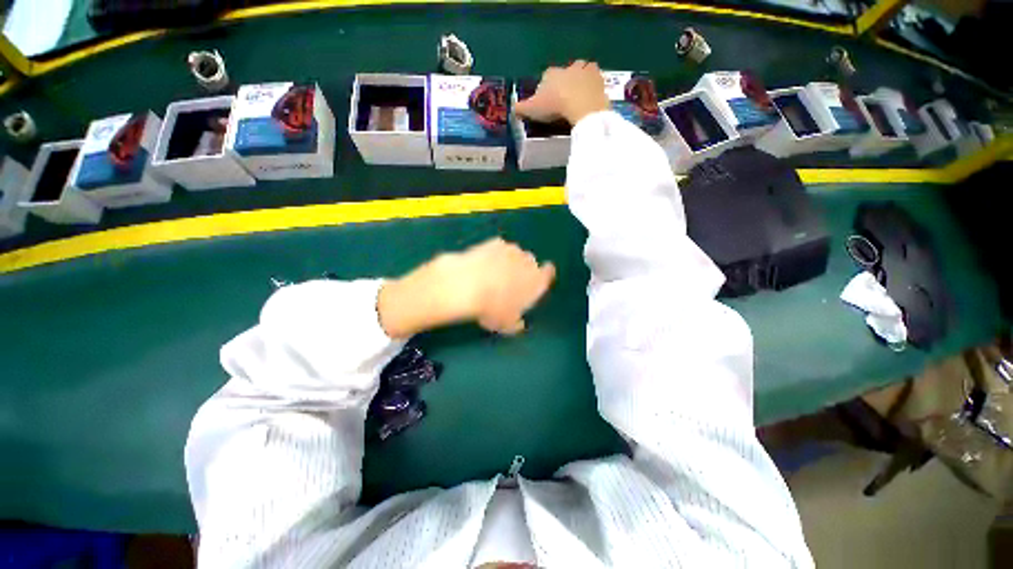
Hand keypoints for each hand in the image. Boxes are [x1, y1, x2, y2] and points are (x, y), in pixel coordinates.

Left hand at [378, 238, 555, 337]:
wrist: (467, 285)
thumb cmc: (492, 308)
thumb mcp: (506, 324)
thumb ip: (517, 323)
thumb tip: (519, 324)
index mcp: (537, 281)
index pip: (548, 273)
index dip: (543, 276)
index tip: (535, 282)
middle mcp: (529, 262)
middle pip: (531, 262)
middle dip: (523, 270)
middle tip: (510, 282)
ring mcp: (511, 249)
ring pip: (515, 254)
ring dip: (509, 261)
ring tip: (494, 273)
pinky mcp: (494, 242)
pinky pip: (499, 248)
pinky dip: (493, 254)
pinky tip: (482, 264)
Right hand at [514, 60, 610, 125]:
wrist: (582, 105)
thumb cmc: (555, 105)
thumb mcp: (532, 109)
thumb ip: (521, 108)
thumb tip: (512, 108)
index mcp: (551, 73)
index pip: (545, 78)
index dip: (545, 90)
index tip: (546, 103)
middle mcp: (568, 67)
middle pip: (564, 74)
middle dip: (563, 85)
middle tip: (563, 103)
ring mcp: (585, 71)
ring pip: (581, 75)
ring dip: (579, 84)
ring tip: (577, 102)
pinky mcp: (600, 79)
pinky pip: (595, 83)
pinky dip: (592, 91)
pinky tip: (590, 102)